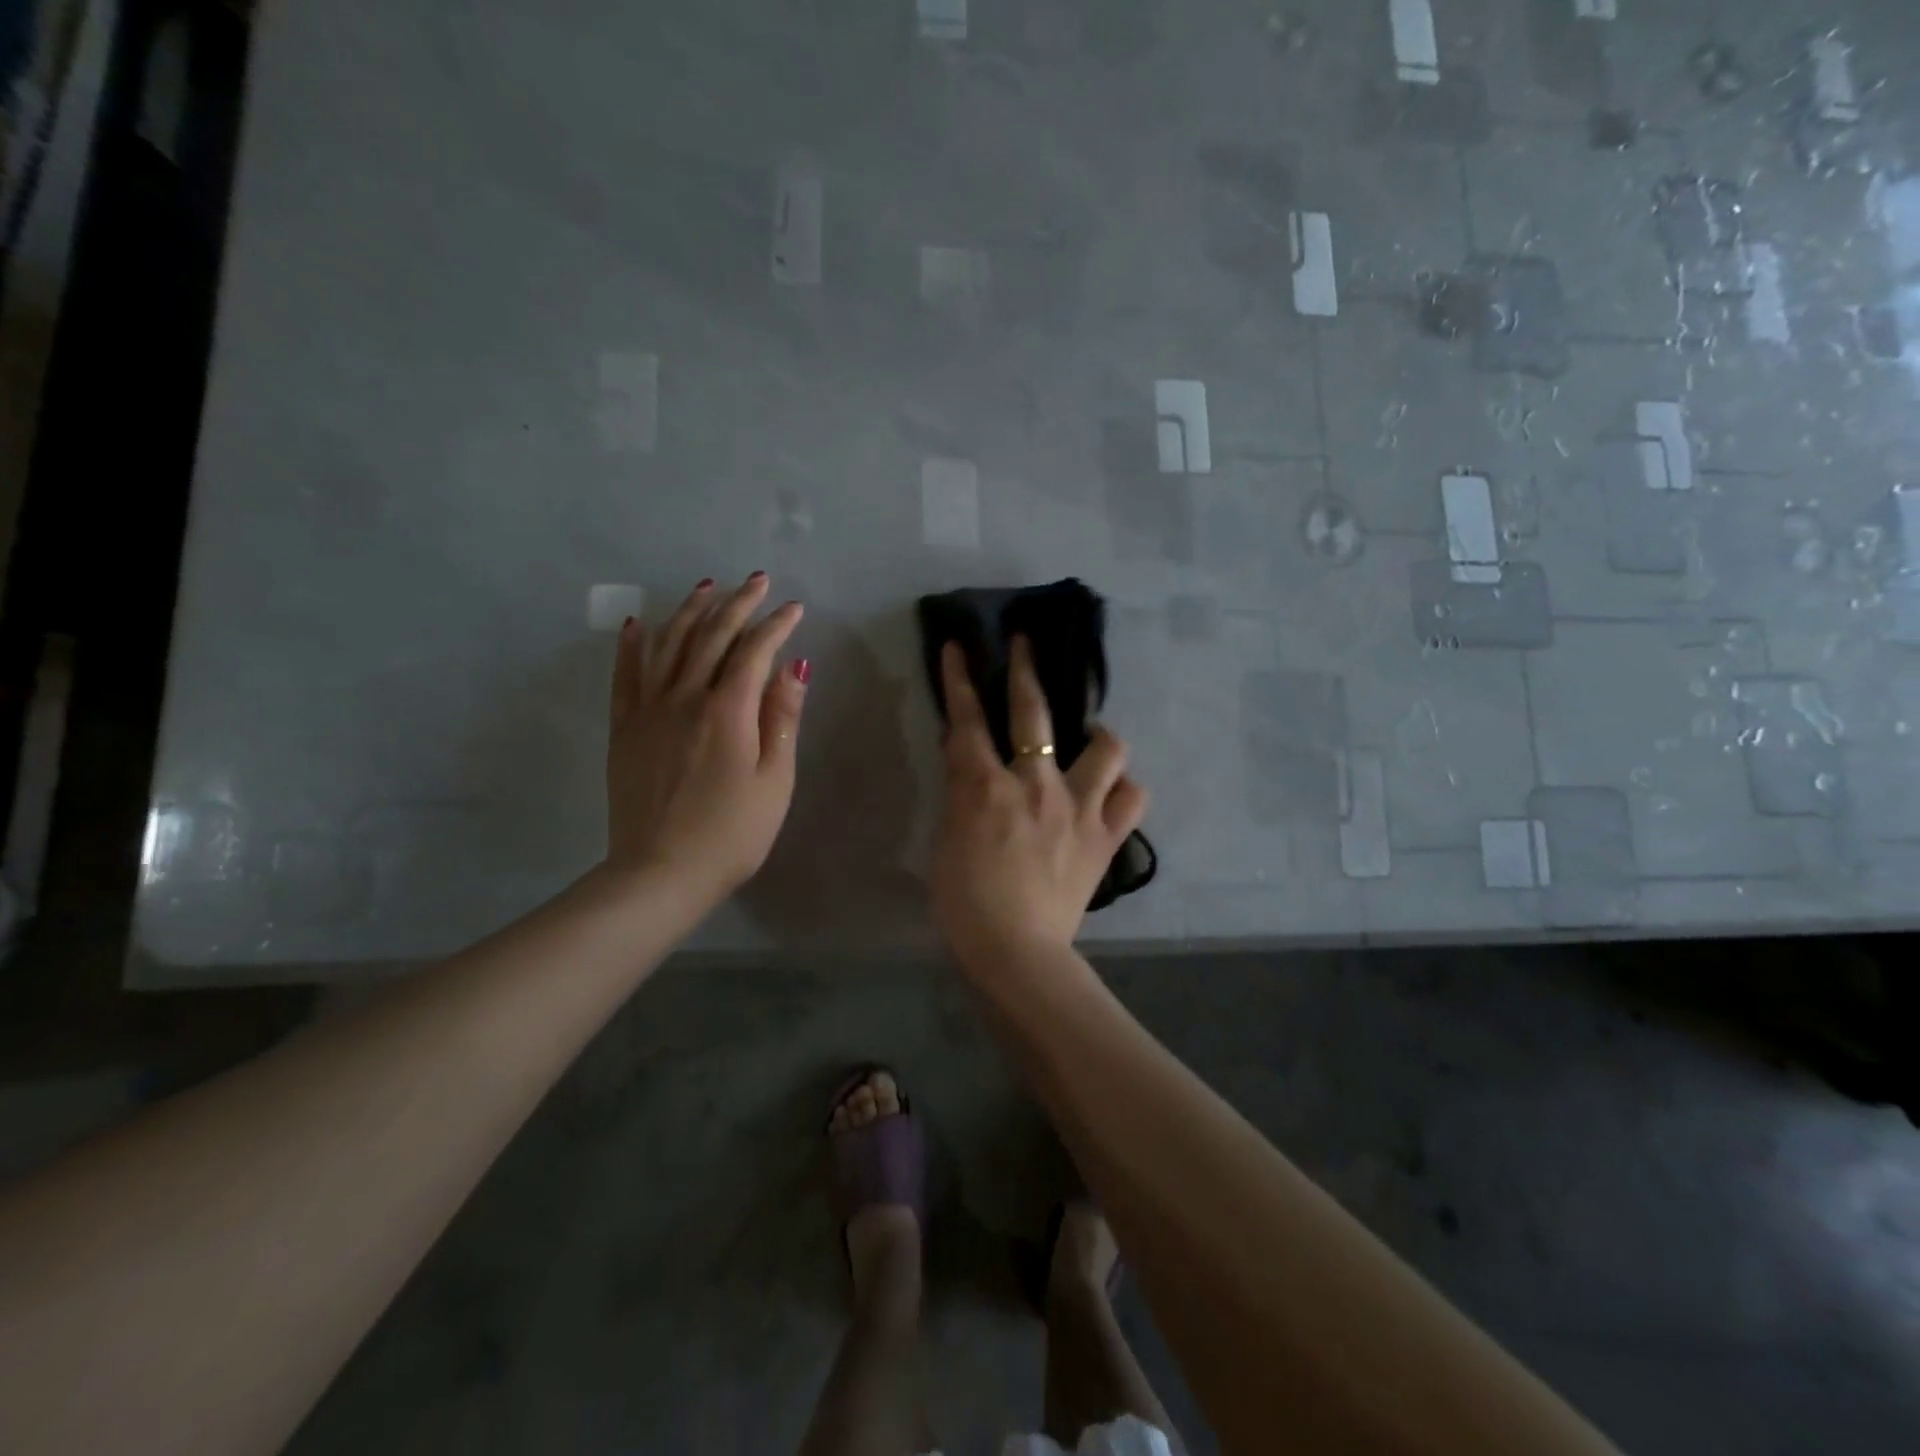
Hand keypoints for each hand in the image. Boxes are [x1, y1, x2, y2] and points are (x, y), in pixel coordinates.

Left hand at [606, 573, 808, 907]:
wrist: (661, 873)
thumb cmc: (732, 833)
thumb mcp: (774, 780)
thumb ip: (782, 719)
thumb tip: (794, 666)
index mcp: (728, 711)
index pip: (754, 651)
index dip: (776, 625)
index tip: (794, 608)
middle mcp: (685, 697)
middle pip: (711, 636)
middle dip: (737, 604)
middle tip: (757, 581)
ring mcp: (649, 710)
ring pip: (669, 644)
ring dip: (690, 610)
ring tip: (708, 586)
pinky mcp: (625, 728)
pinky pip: (626, 675)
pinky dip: (634, 644)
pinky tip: (640, 622)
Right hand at [929, 637, 1147, 967]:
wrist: (1016, 952)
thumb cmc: (965, 902)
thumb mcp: (947, 842)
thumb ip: (961, 796)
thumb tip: (970, 763)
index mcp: (986, 787)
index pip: (968, 720)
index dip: (960, 678)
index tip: (959, 645)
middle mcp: (1036, 785)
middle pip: (1035, 712)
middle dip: (1026, 668)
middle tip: (1026, 643)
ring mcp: (1079, 808)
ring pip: (1107, 748)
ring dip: (1099, 736)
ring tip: (1091, 741)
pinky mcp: (1106, 837)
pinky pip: (1132, 798)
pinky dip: (1123, 790)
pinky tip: (1111, 794)